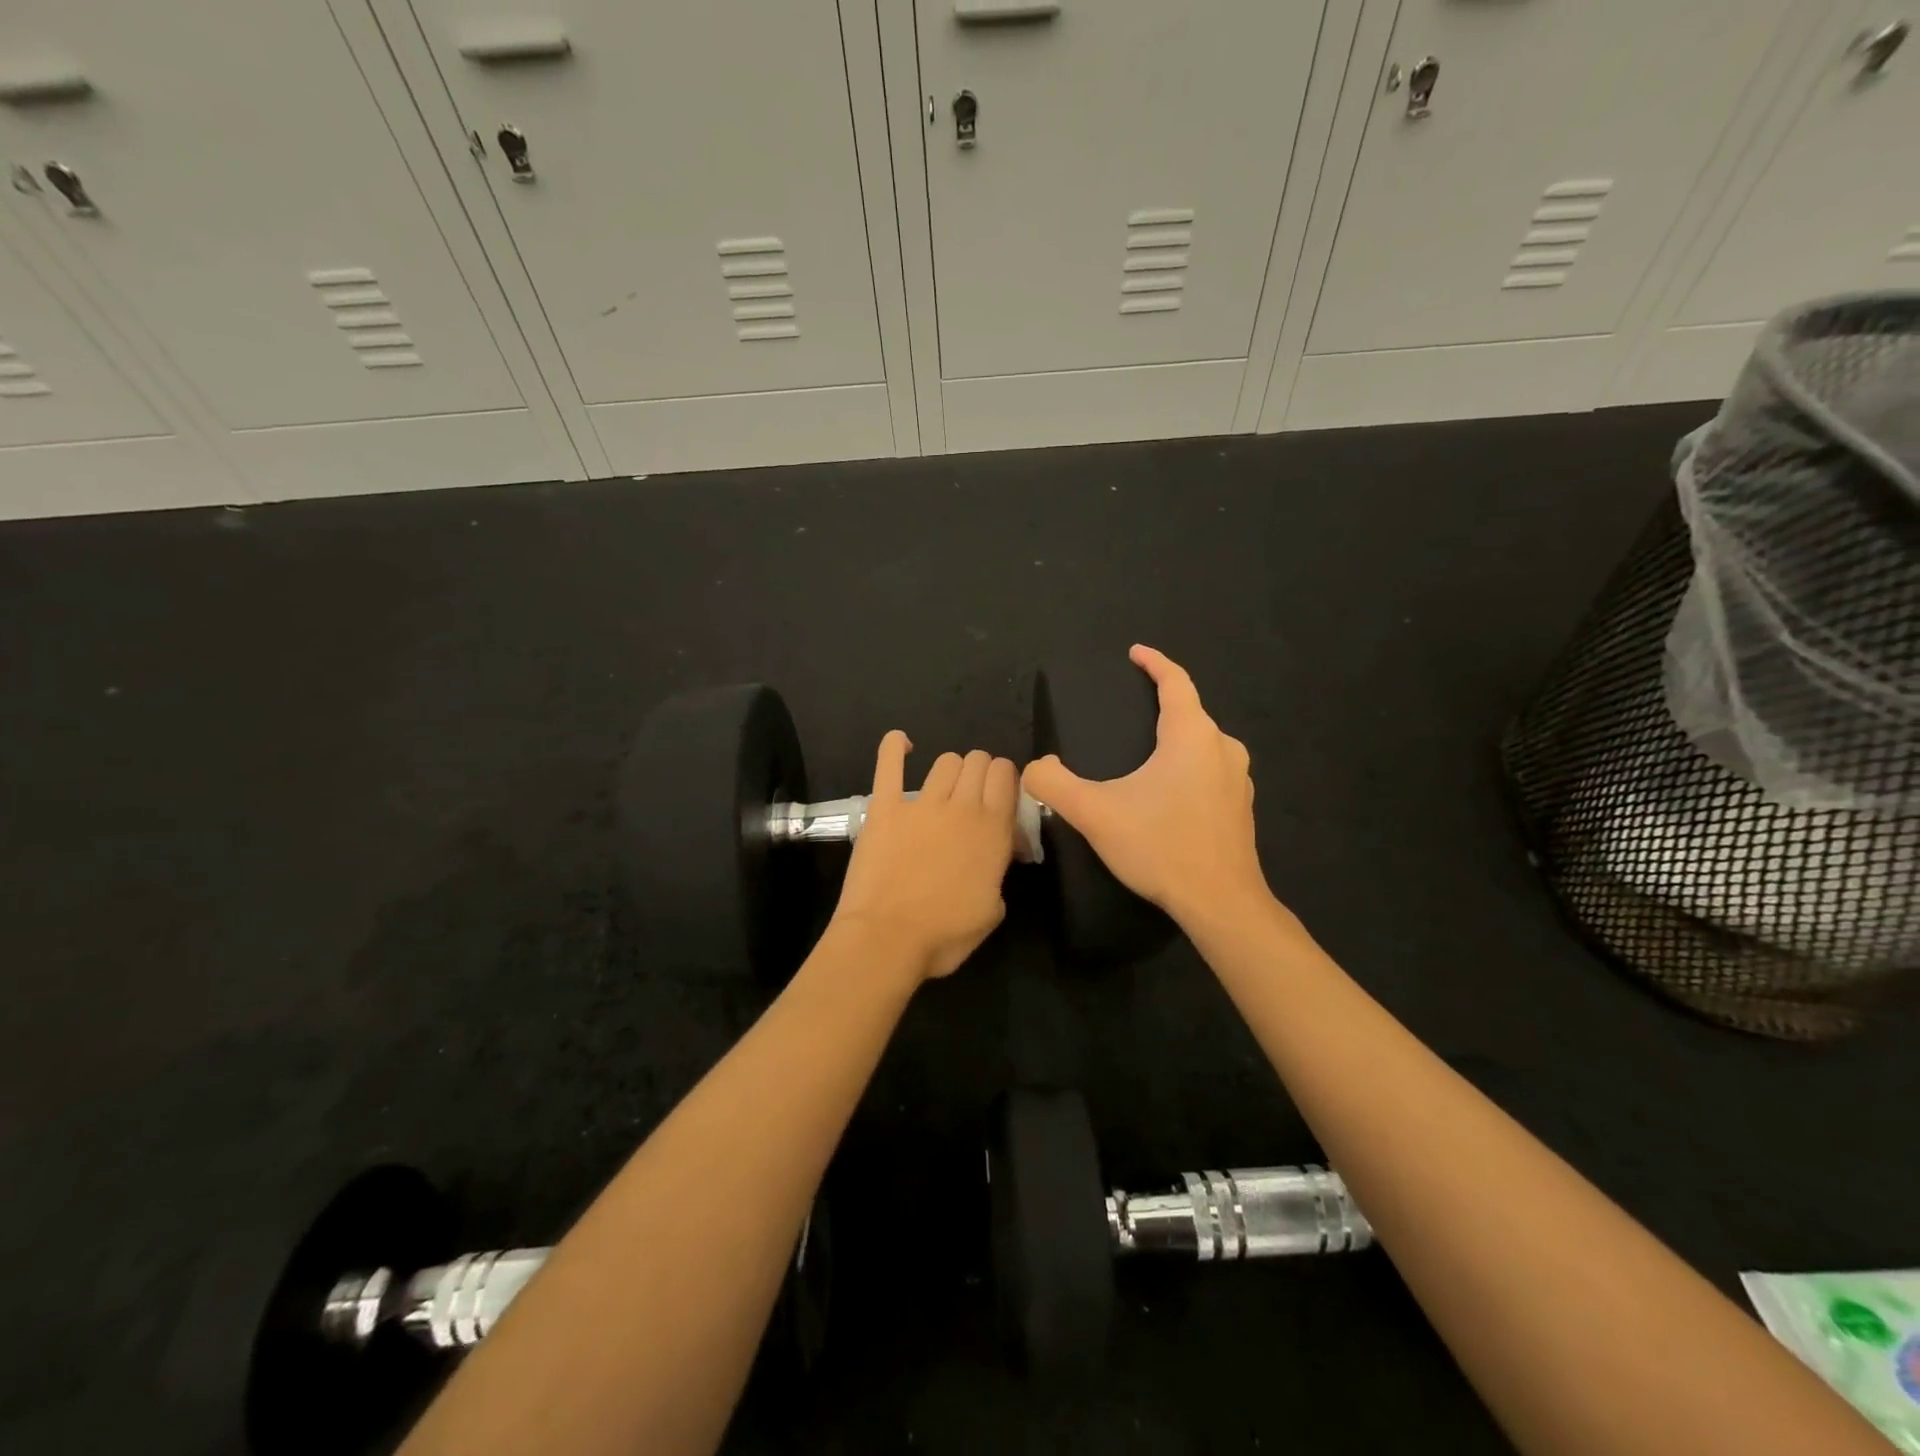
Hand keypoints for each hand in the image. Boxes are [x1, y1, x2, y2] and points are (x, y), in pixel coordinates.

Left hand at [830, 732, 1018, 982]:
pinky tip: (901, 743)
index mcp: (993, 829)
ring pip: (945, 761)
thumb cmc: (945, 934)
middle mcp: (962, 806)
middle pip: (978, 761)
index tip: (1001, 797)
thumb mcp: (994, 908)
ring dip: (951, 769)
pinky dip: (894, 747)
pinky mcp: (885, 807)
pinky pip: (889, 764)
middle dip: (981, 771)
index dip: (1006, 779)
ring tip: (945, 788)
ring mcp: (921, 803)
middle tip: (974, 796)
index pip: (1007, 775)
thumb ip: (999, 871)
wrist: (887, 939)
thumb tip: (997, 855)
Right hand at [1023, 645, 1269, 927]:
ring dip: (1176, 739)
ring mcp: (1238, 780)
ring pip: (1203, 744)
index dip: (1154, 663)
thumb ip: (1054, 784)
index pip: (1176, 682)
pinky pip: (1211, 771)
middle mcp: (1222, 748)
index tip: (1134, 654)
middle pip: (1191, 712)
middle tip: (1128, 710)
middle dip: (1162, 703)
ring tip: (1144, 752)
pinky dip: (1188, 767)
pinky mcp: (1241, 808)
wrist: (1221, 903)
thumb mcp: (1095, 813)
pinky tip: (1167, 793)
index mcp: (1192, 735)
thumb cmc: (1161, 846)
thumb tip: (1034, 768)